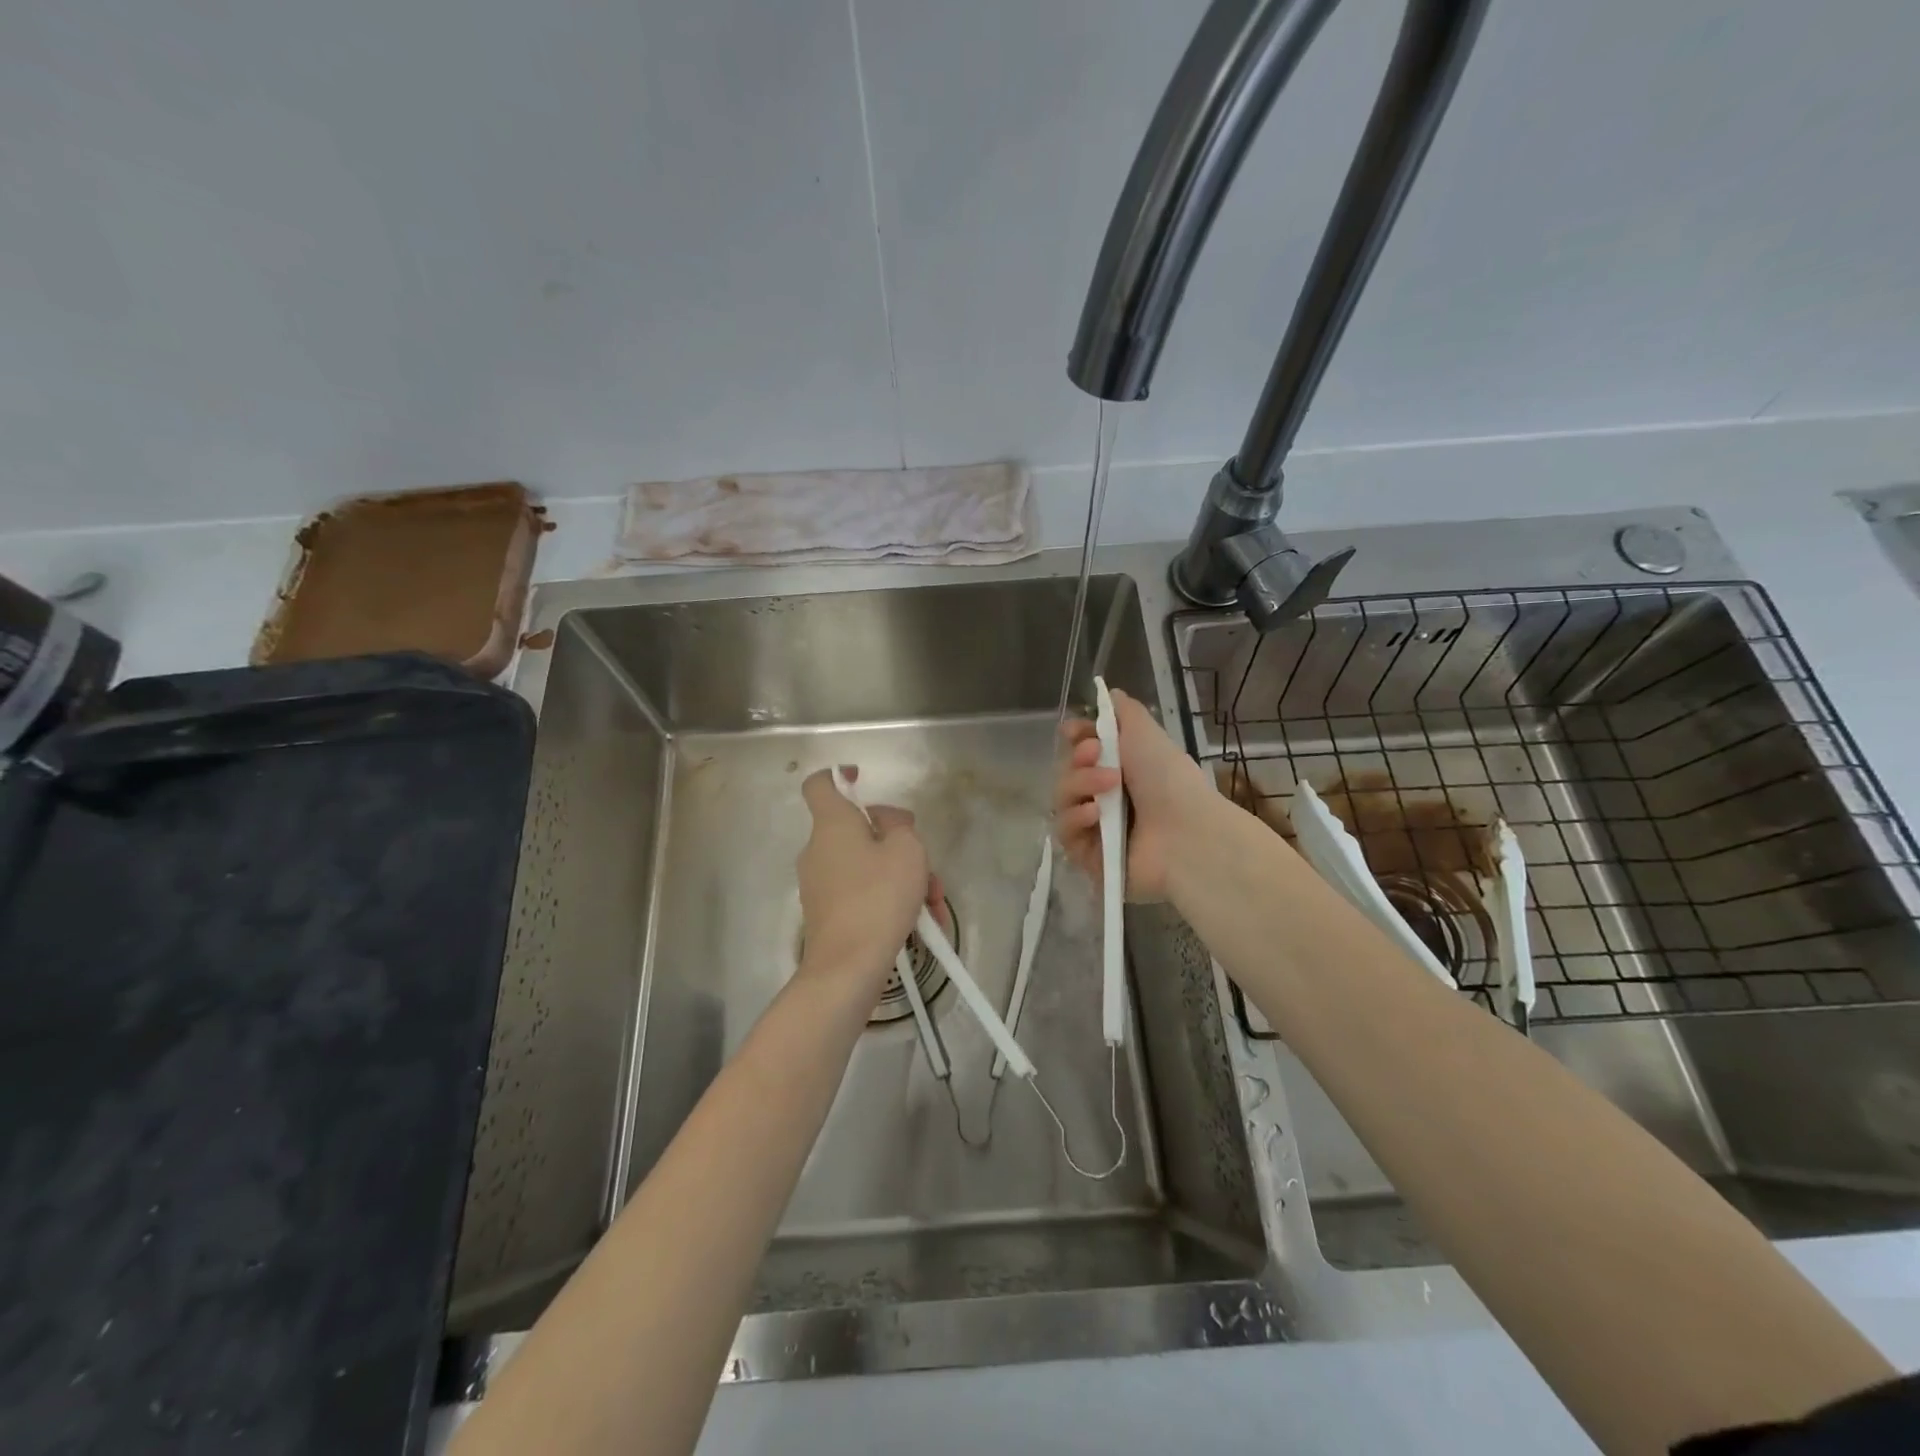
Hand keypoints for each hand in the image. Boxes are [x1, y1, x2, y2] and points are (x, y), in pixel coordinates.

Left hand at [795, 767, 936, 992]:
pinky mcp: (827, 913)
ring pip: (867, 865)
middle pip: (858, 830)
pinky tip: (920, 924)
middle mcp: (818, 849)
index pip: (820, 784)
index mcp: (832, 824)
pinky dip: (889, 900)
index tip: (862, 780)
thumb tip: (887, 823)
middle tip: (926, 866)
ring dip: (902, 878)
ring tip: (932, 905)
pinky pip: (862, 892)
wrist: (847, 966)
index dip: (839, 776)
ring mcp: (820, 883)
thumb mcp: (907, 850)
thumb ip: (900, 825)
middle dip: (897, 844)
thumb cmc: (878, 897)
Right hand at [1054, 688, 1211, 902]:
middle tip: (1095, 755)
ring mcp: (1096, 830)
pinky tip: (1095, 815)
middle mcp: (1106, 799)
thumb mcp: (1145, 732)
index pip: (1080, 753)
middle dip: (1077, 761)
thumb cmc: (1169, 778)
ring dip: (1078, 786)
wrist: (1186, 833)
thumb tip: (1107, 693)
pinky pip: (1065, 833)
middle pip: (1066, 774)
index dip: (1074, 740)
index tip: (1074, 732)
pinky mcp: (1088, 858)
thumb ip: (1123, 711)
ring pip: (1062, 802)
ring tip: (1107, 786)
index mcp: (1121, 770)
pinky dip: (1076, 819)